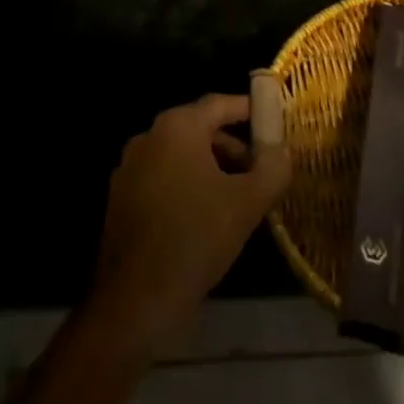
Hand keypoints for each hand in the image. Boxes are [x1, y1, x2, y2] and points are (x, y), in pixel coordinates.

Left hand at [89, 93, 291, 352]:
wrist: (136, 300)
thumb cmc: (196, 238)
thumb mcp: (247, 204)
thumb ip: (272, 168)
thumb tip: (282, 150)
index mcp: (177, 127)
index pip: (220, 104)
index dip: (249, 111)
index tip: (272, 123)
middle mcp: (149, 136)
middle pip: (200, 129)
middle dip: (232, 147)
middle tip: (259, 173)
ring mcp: (130, 167)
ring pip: (181, 155)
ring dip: (211, 168)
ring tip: (236, 201)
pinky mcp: (121, 197)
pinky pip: (163, 177)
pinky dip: (187, 185)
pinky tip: (205, 219)